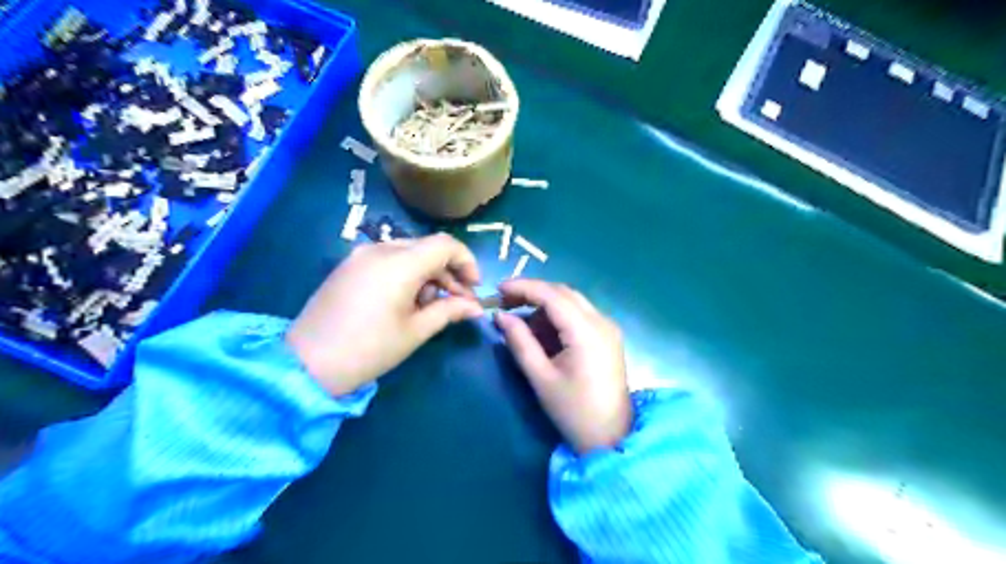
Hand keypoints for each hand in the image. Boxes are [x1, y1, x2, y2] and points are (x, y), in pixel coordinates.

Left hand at [287, 233, 483, 396]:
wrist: (306, 364)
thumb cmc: (369, 349)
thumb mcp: (416, 331)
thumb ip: (449, 311)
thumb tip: (476, 307)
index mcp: (399, 263)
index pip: (445, 244)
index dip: (467, 261)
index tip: (474, 287)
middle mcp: (379, 249)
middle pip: (427, 248)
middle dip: (448, 272)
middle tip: (457, 301)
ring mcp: (360, 255)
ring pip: (408, 253)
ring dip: (427, 274)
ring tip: (429, 306)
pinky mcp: (348, 266)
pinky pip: (387, 259)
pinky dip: (406, 274)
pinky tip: (404, 301)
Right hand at [494, 279, 625, 456]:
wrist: (611, 438)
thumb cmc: (574, 411)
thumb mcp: (541, 377)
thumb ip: (520, 342)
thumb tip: (499, 316)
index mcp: (587, 331)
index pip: (552, 295)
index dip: (523, 287)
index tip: (497, 289)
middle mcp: (602, 321)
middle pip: (563, 293)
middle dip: (533, 293)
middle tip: (504, 302)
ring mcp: (608, 328)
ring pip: (572, 302)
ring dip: (544, 305)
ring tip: (519, 322)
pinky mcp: (608, 337)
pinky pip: (579, 315)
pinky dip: (558, 317)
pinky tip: (540, 332)